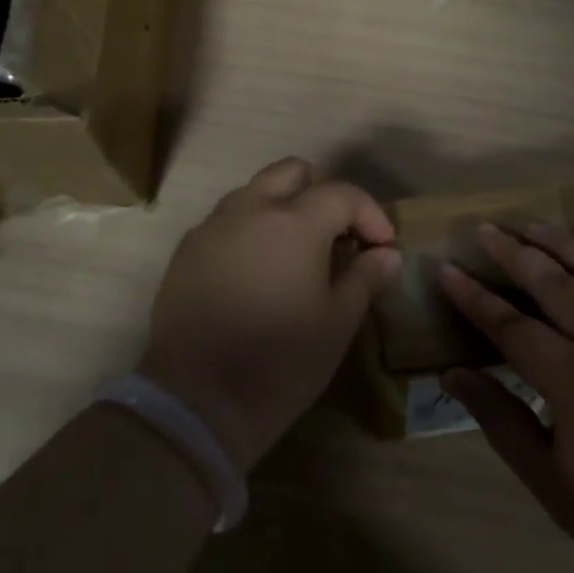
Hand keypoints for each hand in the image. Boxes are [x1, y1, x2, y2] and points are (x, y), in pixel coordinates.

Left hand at [142, 158, 399, 471]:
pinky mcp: (188, 250)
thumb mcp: (337, 322)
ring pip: (256, 191)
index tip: (383, 246)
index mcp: (294, 222)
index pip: (343, 194)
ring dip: (284, 207)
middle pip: (293, 172)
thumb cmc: (281, 361)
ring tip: (299, 252)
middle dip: (324, 194)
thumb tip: (385, 254)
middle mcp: (250, 209)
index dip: (371, 215)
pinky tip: (259, 271)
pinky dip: (252, 229)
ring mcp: (213, 227)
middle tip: (338, 235)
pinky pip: (227, 220)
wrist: (198, 400)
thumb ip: (365, 277)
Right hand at [440, 223, 573, 572]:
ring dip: (568, 243)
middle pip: (558, 283)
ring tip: (538, 226)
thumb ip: (498, 417)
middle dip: (516, 253)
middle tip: (486, 229)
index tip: (447, 270)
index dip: (475, 297)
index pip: (512, 325)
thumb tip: (453, 373)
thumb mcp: (545, 477)